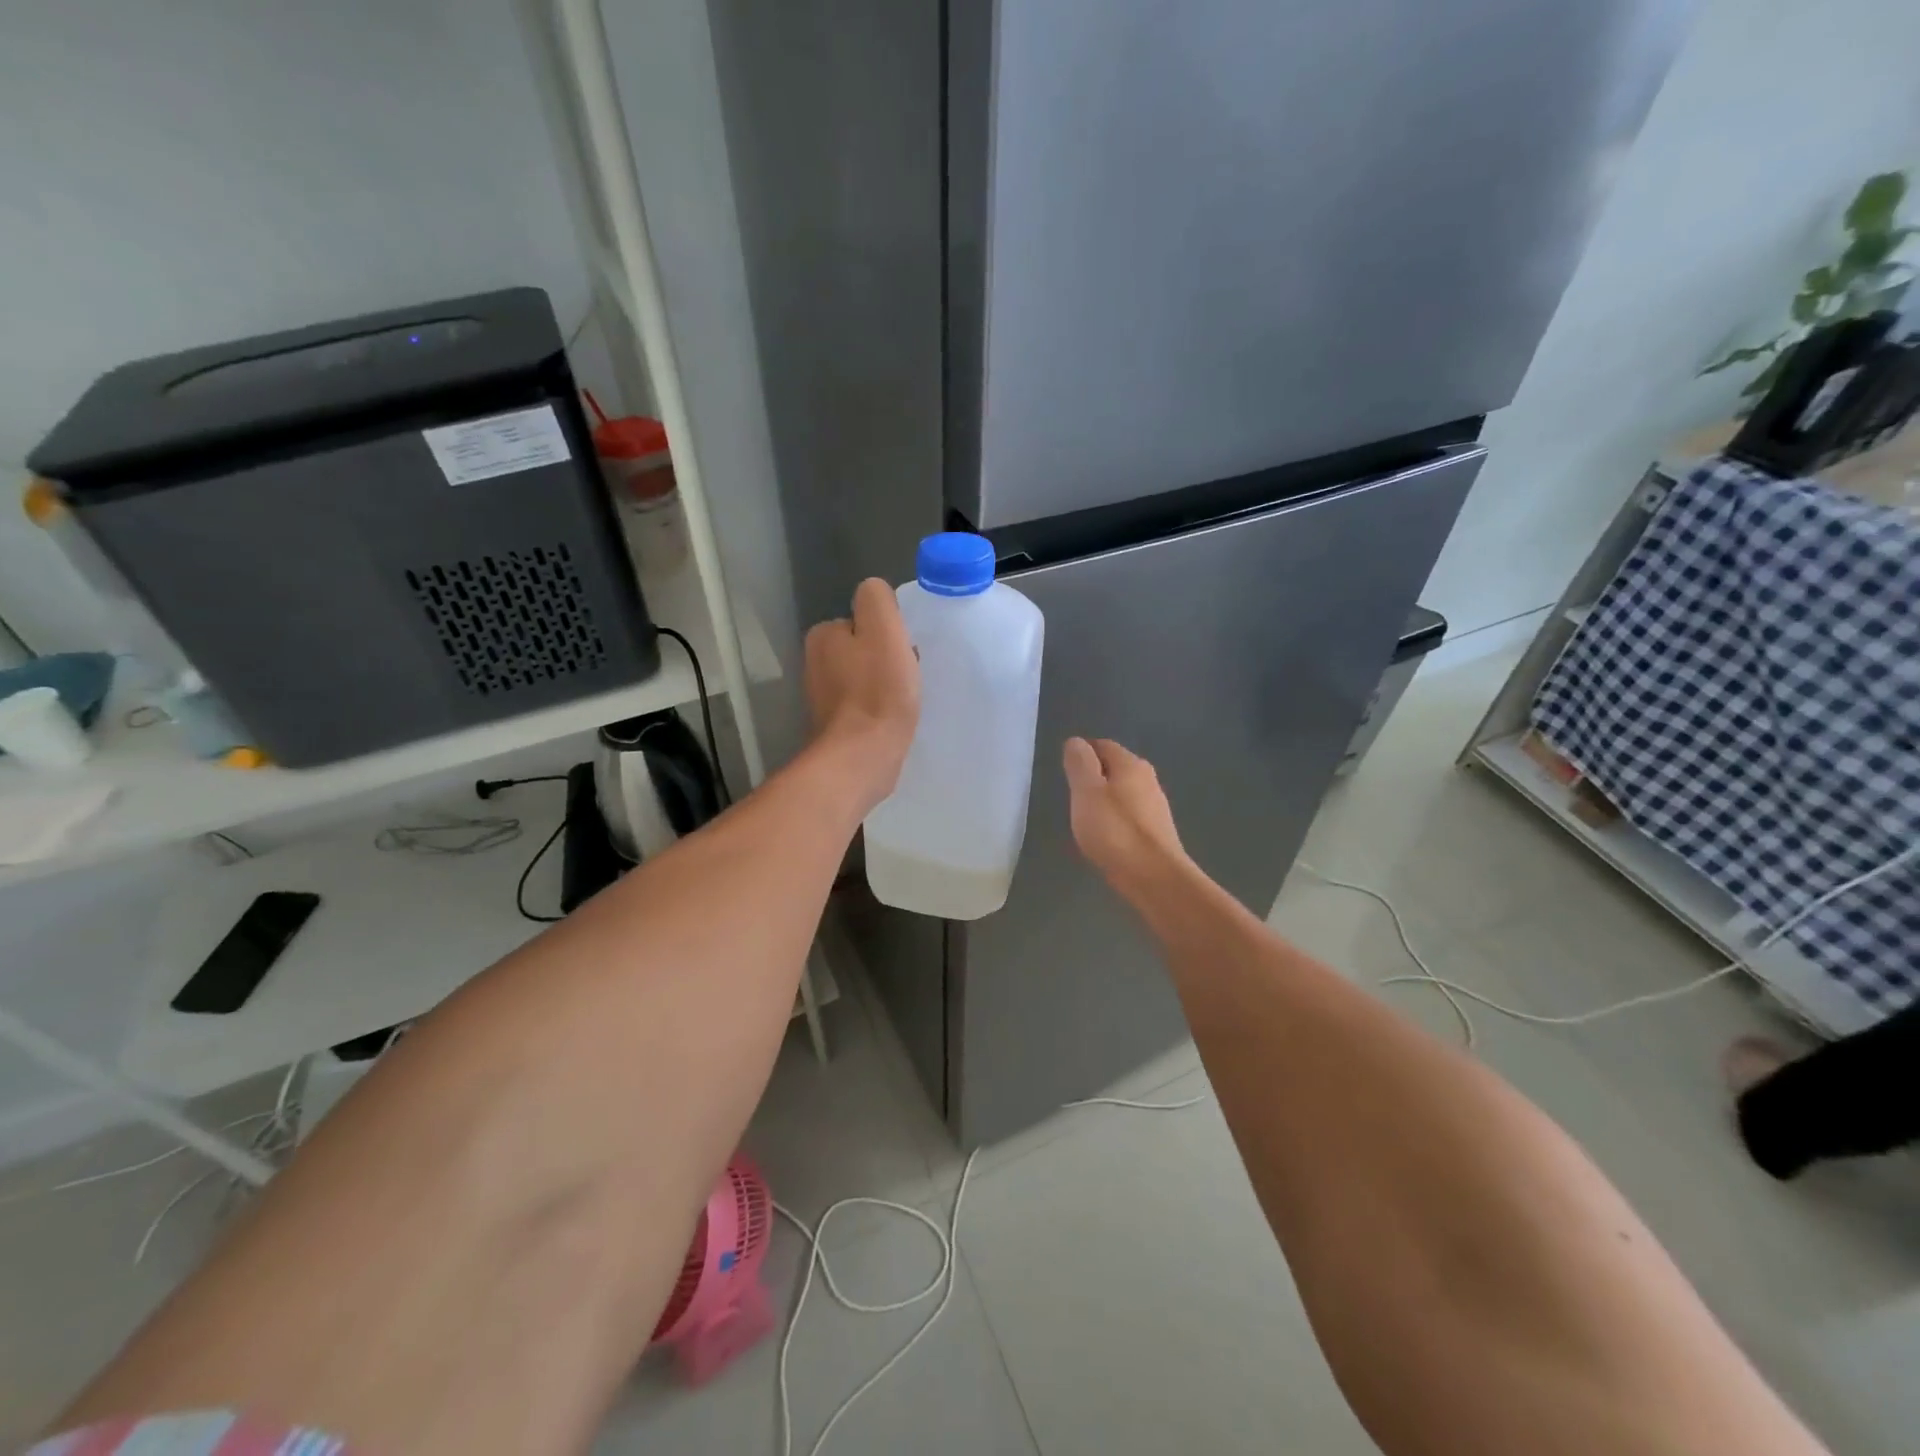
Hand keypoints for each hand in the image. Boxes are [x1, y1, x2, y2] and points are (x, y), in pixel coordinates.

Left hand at [804, 578, 920, 810]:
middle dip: (886, 661)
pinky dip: (879, 711)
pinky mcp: (835, 727)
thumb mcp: (884, 628)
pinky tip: (892, 721)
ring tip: (902, 702)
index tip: (904, 653)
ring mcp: (822, 698)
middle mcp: (815, 664)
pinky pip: (864, 707)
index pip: (864, 621)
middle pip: (864, 650)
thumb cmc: (878, 691)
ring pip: (865, 679)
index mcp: (823, 636)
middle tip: (906, 679)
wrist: (863, 757)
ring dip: (885, 686)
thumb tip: (874, 595)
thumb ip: (877, 599)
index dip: (889, 635)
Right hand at [1063, 737, 1187, 888]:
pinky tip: (1104, 838)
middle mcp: (1147, 779)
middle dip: (1092, 778)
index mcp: (1131, 764)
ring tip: (1084, 819)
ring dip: (1103, 801)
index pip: (1103, 745)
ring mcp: (1155, 806)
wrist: (1154, 876)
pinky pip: (1129, 816)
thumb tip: (1076, 742)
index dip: (1082, 754)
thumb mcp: (1086, 791)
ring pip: (1122, 793)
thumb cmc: (1114, 830)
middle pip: (1114, 769)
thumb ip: (1079, 763)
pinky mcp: (1156, 831)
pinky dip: (1114, 820)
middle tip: (1072, 796)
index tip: (1065, 773)